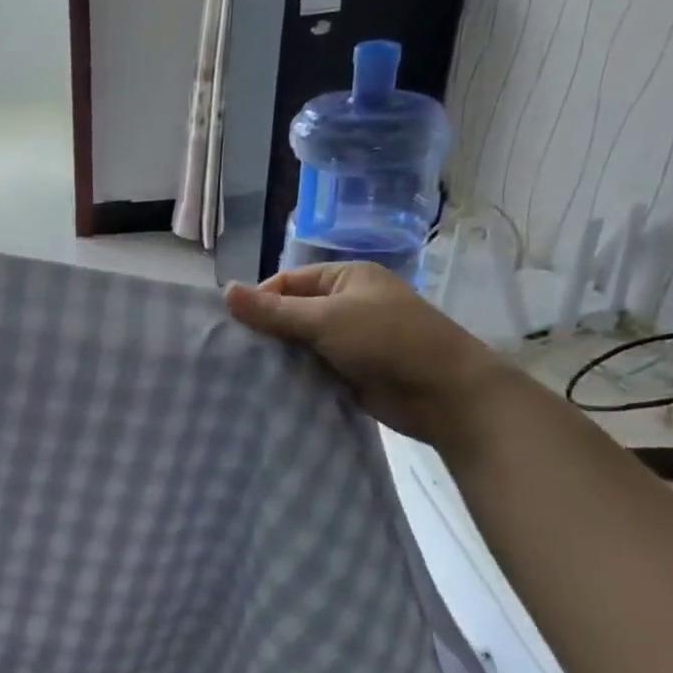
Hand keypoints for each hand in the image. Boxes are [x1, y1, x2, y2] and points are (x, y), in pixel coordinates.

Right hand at [225, 262, 512, 447]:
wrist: (446, 395)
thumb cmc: (388, 341)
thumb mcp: (326, 319)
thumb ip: (274, 310)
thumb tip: (225, 291)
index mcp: (345, 278)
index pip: (287, 281)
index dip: (259, 299)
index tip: (234, 326)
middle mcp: (346, 304)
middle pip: (290, 311)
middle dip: (266, 330)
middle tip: (234, 351)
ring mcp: (350, 339)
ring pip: (299, 342)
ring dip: (279, 356)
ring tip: (244, 371)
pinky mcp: (351, 371)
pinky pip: (312, 368)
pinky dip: (294, 375)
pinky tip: (270, 386)